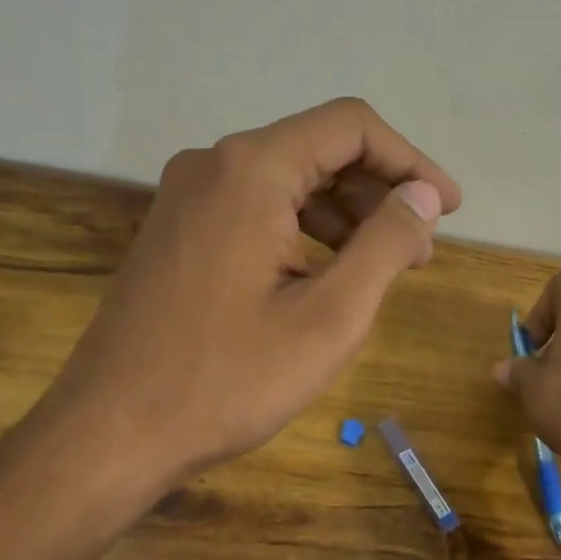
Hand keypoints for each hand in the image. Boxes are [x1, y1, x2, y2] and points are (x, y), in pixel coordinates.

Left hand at [0, 98, 458, 559]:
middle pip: (317, 149)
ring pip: (286, 181)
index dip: (411, 161)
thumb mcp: (330, 318)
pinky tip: (324, 276)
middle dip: (379, 192)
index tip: (449, 209)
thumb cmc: (227, 381)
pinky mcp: (175, 231)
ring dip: (343, 215)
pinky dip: (301, 232)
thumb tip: (424, 195)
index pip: (351, 127)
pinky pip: (254, 209)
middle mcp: (212, 164)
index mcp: (251, 170)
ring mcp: (185, 197)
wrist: (111, 432)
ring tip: (383, 267)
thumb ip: (386, 244)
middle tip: (422, 249)